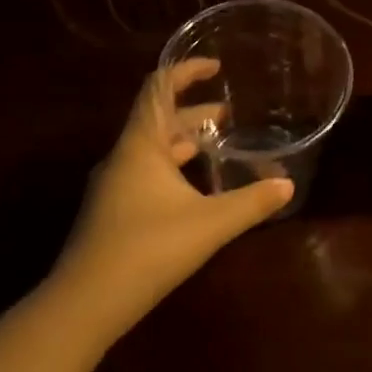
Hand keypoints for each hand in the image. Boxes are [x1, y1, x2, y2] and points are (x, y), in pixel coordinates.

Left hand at [55, 60, 292, 336]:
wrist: (84, 304)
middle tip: (231, 113)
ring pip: (154, 150)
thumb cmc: (148, 249)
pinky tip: (198, 190)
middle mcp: (123, 158)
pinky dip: (175, 168)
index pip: (159, 89)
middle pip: (159, 120)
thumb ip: (251, 202)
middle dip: (195, 112)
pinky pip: (148, 174)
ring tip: (220, 144)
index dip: (186, 71)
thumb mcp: (209, 224)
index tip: (216, 66)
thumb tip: (287, 185)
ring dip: (186, 142)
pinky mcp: (113, 212)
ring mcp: (114, 186)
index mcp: (140, 146)